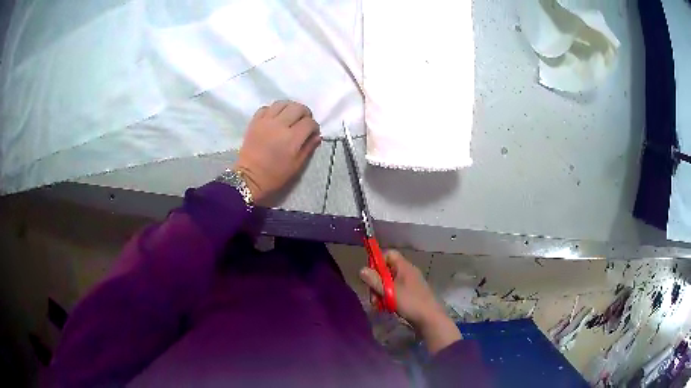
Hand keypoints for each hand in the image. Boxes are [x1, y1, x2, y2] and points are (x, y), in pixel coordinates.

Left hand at [234, 101, 320, 204]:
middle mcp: (280, 125)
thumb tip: (317, 136)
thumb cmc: (275, 175)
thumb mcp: (296, 165)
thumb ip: (308, 148)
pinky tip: (275, 118)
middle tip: (303, 122)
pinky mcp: (255, 121)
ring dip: (290, 108)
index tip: (312, 133)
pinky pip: (266, 108)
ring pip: (282, 103)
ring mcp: (266, 121)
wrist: (249, 177)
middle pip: (298, 108)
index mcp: (292, 138)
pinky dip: (273, 110)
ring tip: (290, 117)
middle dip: (305, 113)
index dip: (314, 126)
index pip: (309, 122)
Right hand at [360, 250, 461, 353]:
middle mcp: (408, 272)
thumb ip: (375, 281)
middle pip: (387, 270)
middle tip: (373, 297)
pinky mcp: (411, 294)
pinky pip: (396, 291)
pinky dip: (389, 298)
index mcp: (405, 267)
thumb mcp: (390, 292)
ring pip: (390, 283)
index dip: (378, 262)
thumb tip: (361, 269)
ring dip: (382, 293)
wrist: (430, 319)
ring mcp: (411, 284)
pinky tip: (387, 308)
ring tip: (379, 305)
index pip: (389, 254)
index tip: (370, 275)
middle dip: (377, 283)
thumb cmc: (411, 303)